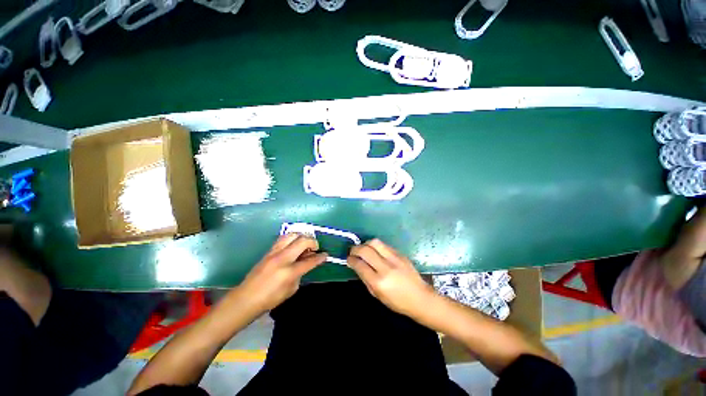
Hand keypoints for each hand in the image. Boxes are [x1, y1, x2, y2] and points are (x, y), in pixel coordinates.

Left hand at [239, 234, 326, 311]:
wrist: (245, 298)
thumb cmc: (270, 299)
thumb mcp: (291, 289)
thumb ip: (301, 274)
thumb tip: (306, 263)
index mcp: (289, 272)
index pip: (310, 261)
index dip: (320, 257)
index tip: (325, 255)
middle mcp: (282, 258)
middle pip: (302, 240)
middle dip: (313, 242)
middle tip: (314, 248)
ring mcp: (274, 252)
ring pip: (292, 234)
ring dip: (302, 237)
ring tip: (304, 244)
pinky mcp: (269, 251)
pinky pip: (283, 238)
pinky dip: (292, 239)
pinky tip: (294, 246)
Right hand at [347, 239, 434, 317]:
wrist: (421, 298)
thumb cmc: (397, 302)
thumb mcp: (377, 295)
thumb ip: (365, 279)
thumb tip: (357, 265)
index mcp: (379, 282)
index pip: (360, 264)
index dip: (351, 260)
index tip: (348, 259)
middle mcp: (386, 267)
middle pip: (365, 250)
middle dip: (355, 249)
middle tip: (352, 252)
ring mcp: (394, 258)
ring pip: (375, 242)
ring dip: (365, 244)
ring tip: (363, 249)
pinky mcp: (400, 254)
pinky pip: (384, 245)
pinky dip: (376, 246)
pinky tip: (375, 251)